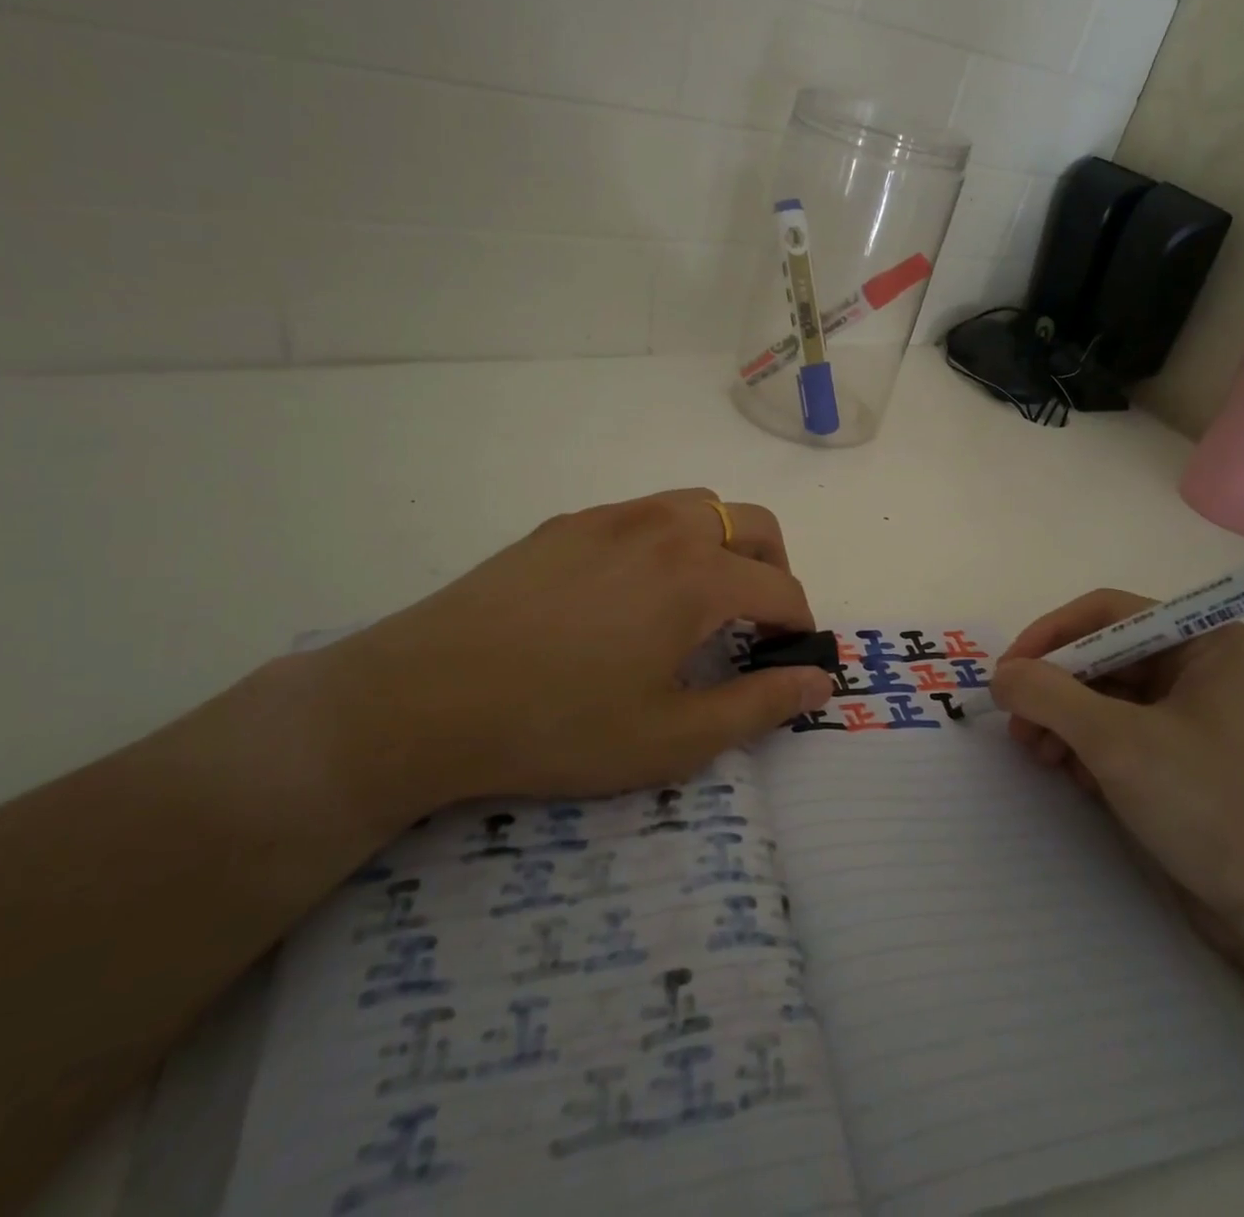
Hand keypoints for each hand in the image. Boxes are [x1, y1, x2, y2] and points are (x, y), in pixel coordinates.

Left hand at [307, 490, 833, 813]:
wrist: (424, 698)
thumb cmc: (560, 726)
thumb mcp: (673, 738)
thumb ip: (759, 705)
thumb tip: (819, 683)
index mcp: (699, 576)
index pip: (782, 589)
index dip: (799, 626)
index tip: (790, 660)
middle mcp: (664, 528)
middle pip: (754, 524)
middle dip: (774, 569)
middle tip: (756, 623)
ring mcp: (611, 517)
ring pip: (699, 506)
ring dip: (723, 545)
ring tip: (699, 600)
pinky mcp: (566, 523)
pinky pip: (642, 514)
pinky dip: (668, 541)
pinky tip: (630, 593)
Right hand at [992, 590, 1243, 945]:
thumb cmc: (1207, 804)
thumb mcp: (1116, 741)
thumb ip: (1048, 695)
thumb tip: (1001, 677)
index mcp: (1203, 641)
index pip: (1106, 614)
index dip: (1049, 636)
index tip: (1006, 673)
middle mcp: (1199, 666)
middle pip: (1101, 655)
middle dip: (1053, 689)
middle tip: (1016, 725)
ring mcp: (1191, 713)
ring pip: (1103, 696)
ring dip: (1062, 721)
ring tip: (1038, 755)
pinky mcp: (1180, 755)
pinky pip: (1117, 731)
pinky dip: (1086, 747)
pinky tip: (1075, 778)